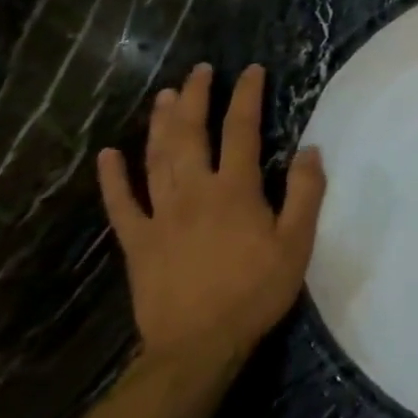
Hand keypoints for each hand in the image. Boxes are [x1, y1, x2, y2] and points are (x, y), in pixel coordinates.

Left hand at [96, 63, 326, 366]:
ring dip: (160, 123)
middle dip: (196, 98)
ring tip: (164, 95)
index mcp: (235, 189)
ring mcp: (160, 215)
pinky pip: (121, 204)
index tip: (250, 70)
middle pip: (191, 134)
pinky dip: (112, 178)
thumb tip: (310, 149)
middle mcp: (195, 191)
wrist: (198, 347)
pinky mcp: (138, 242)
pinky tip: (107, 155)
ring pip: (156, 158)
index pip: (241, 129)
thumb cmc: (255, 291)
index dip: (246, 95)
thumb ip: (306, 192)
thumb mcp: (297, 242)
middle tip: (198, 71)